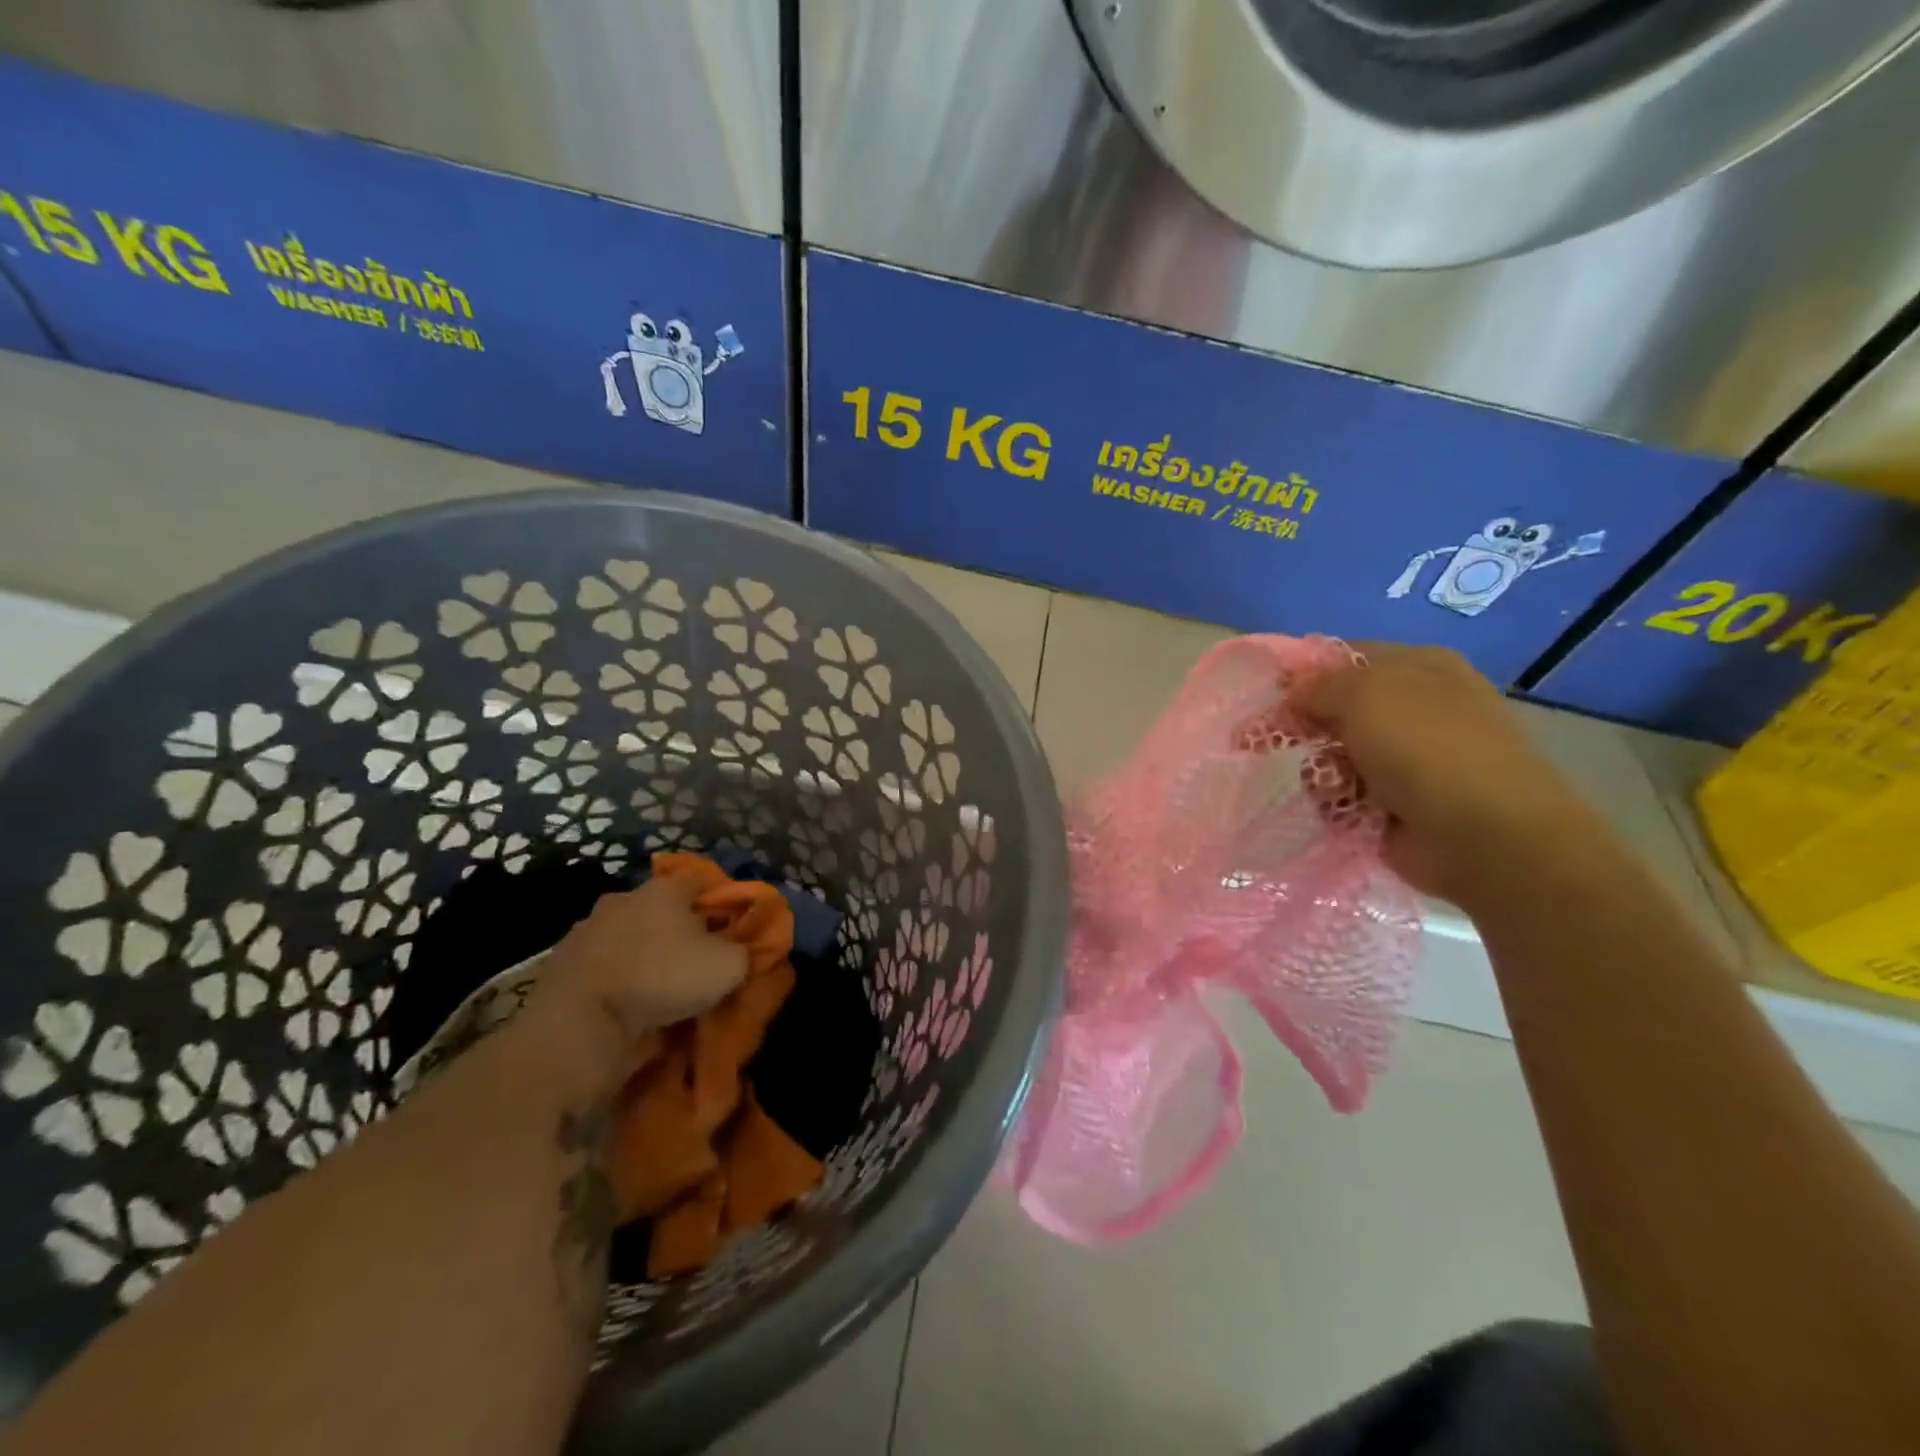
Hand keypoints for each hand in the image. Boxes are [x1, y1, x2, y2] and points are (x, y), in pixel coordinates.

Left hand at [537, 874, 747, 1046]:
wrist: (580, 1020)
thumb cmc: (663, 978)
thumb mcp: (727, 966)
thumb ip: (741, 950)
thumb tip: (737, 949)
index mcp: (665, 889)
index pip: (700, 878)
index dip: (718, 897)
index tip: (729, 923)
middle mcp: (624, 897)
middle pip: (659, 905)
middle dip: (676, 926)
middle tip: (692, 955)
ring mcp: (587, 928)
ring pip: (627, 933)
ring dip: (641, 951)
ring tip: (655, 983)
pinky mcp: (561, 962)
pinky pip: (601, 962)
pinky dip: (614, 975)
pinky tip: (624, 999)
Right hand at [1293, 645, 1592, 908]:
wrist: (1484, 837)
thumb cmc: (1426, 748)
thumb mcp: (1364, 694)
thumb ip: (1318, 685)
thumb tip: (1293, 692)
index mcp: (1420, 667)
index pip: (1347, 657)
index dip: (1305, 673)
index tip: (1270, 694)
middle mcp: (1416, 708)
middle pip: (1336, 708)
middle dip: (1305, 725)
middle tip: (1268, 740)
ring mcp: (1408, 759)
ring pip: (1334, 753)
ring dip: (1321, 768)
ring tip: (1329, 783)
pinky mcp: (1396, 804)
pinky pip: (1343, 793)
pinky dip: (1335, 801)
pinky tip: (1342, 809)